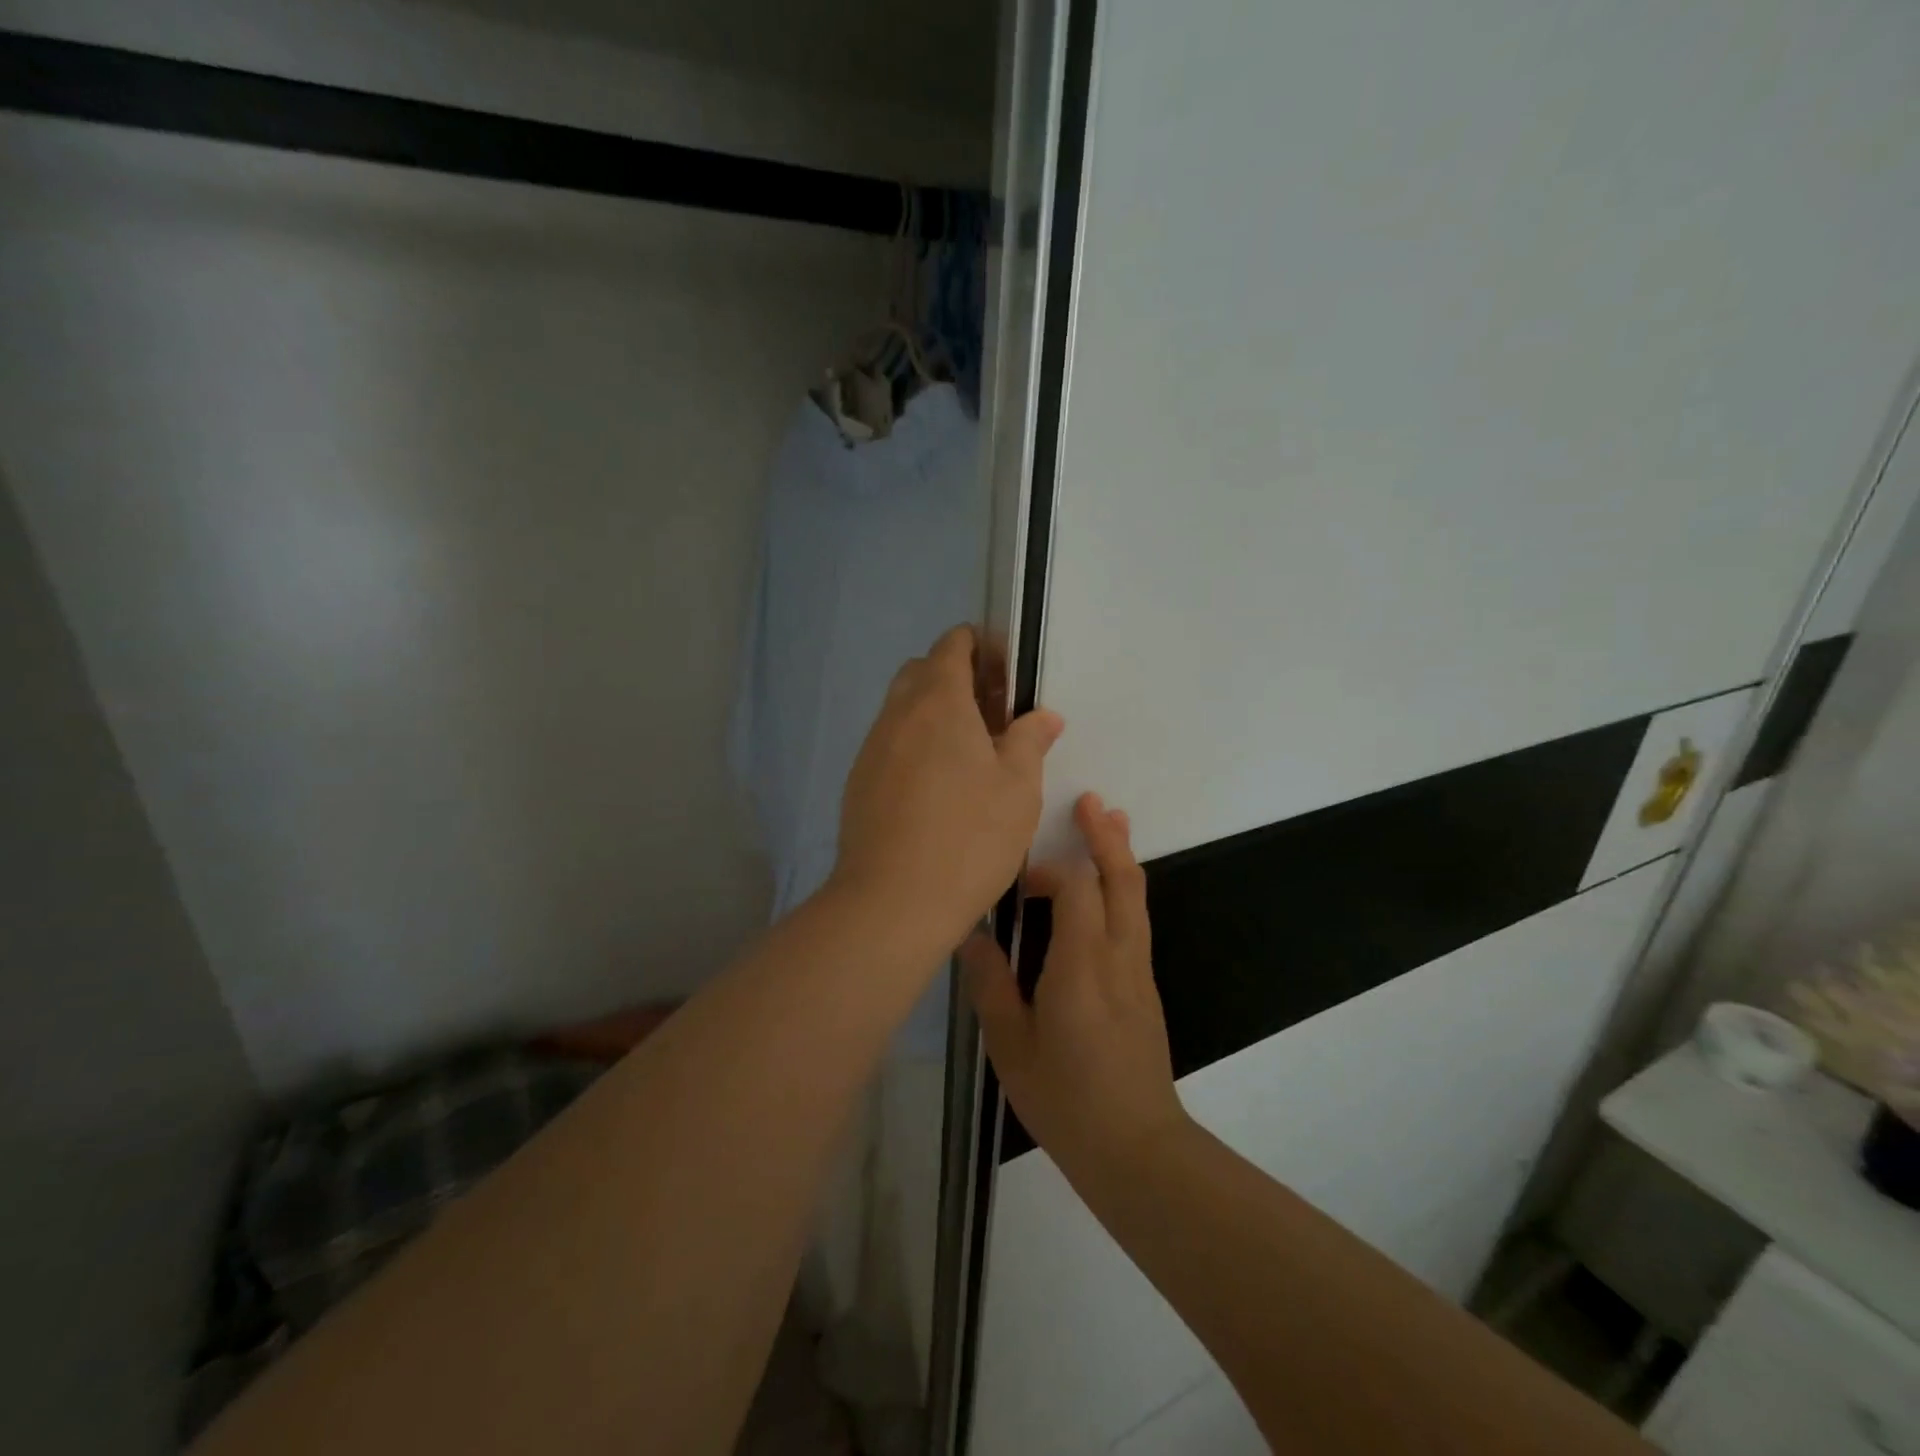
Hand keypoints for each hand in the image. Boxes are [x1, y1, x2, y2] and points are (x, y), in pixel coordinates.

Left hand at [832, 625, 1064, 954]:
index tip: (1009, 675)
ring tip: (971, 755)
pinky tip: (938, 789)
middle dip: (958, 678)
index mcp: (938, 701)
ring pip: (903, 709)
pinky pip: (890, 744)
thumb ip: (1030, 740)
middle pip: (923, 671)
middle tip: (994, 715)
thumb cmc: (969, 837)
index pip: (952, 645)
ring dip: (935, 714)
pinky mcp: (859, 783)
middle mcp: (897, 715)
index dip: (981, 646)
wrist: (892, 901)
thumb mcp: (1019, 788)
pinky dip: (915, 745)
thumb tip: (1042, 715)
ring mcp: (872, 749)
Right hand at [964, 792, 1190, 1180]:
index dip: (1048, 870)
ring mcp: (1138, 971)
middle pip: (1121, 879)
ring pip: (1136, 897)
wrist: (1137, 1149)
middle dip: (1106, 836)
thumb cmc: (1066, 1098)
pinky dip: (1123, 888)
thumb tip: (970, 934)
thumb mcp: (1011, 1045)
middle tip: (1091, 800)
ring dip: (1121, 855)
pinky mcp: (1145, 987)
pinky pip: (1136, 920)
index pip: (1075, 887)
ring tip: (1110, 820)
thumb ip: (990, 984)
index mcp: (1081, 964)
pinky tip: (1107, 888)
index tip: (1020, 883)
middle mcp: (1118, 956)